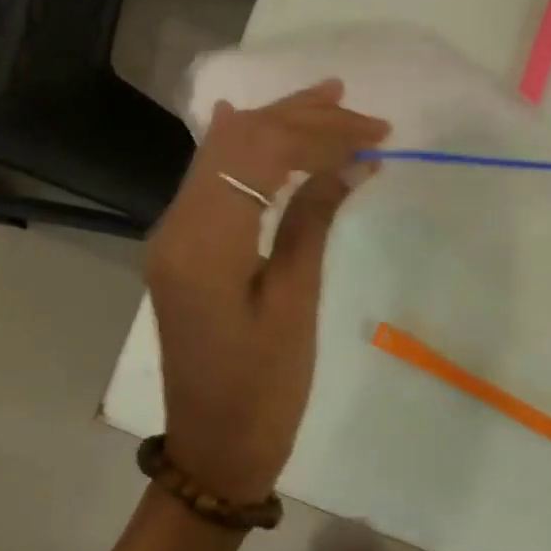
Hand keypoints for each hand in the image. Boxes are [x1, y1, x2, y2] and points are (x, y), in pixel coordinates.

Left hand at [146, 80, 388, 501]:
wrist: (213, 449)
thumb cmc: (263, 390)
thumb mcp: (295, 304)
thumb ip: (312, 222)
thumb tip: (349, 163)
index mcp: (204, 242)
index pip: (260, 154)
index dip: (319, 134)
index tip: (375, 134)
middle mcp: (177, 225)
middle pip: (235, 144)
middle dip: (299, 118)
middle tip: (357, 108)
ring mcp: (174, 236)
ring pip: (222, 156)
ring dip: (275, 126)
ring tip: (326, 101)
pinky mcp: (184, 249)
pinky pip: (214, 182)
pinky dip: (250, 153)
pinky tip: (260, 126)